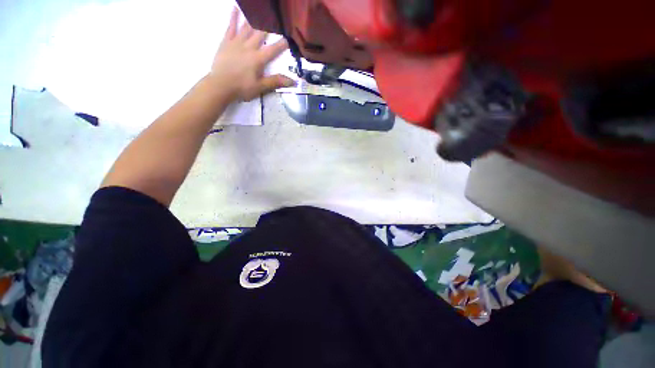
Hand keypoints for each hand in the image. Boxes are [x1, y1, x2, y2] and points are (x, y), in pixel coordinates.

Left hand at [208, 7, 294, 101]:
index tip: (289, 38)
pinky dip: (233, 18)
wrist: (220, 85)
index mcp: (258, 59)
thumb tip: (293, 82)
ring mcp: (236, 43)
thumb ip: (276, 82)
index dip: (282, 44)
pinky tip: (235, 9)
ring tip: (259, 10)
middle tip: (274, 19)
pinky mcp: (226, 42)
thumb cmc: (242, 88)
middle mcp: (248, 47)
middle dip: (268, 27)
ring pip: (247, 28)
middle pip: (260, 34)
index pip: (273, 49)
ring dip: (253, 19)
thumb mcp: (261, 87)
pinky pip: (230, 27)